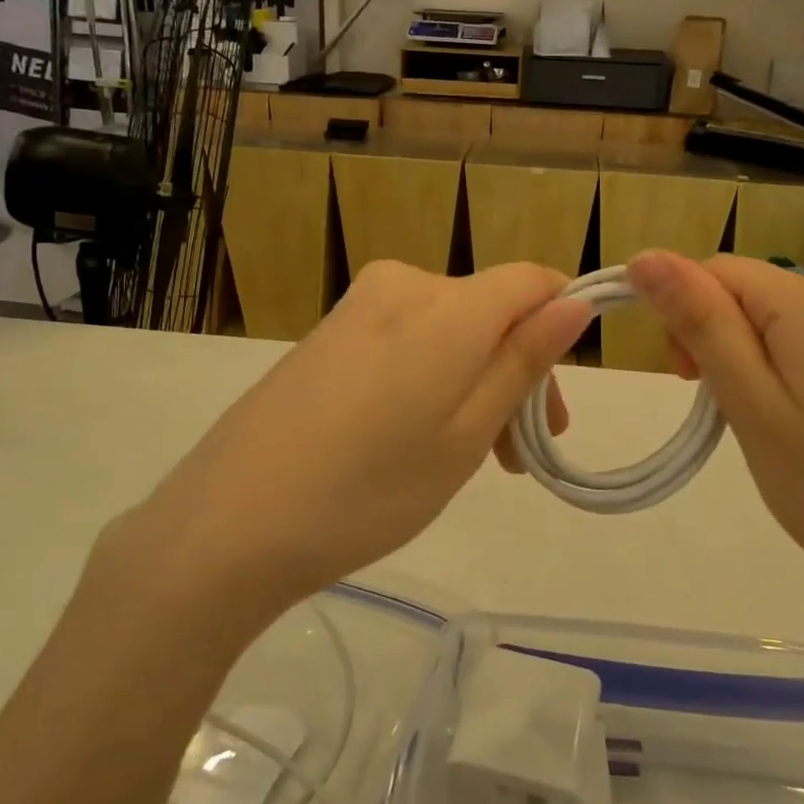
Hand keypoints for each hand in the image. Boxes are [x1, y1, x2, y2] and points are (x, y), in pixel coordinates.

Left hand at [122, 261, 591, 619]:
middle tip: (514, 458)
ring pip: (447, 329)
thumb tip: (575, 303)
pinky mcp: (326, 333)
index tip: (552, 406)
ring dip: (472, 381)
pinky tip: (408, 438)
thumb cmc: (369, 489)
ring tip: (464, 458)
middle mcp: (402, 284)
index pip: (532, 281)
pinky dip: (428, 378)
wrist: (228, 523)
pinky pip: (403, 339)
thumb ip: (523, 359)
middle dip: (515, 373)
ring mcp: (356, 306)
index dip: (559, 328)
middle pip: (489, 310)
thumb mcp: (466, 434)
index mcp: (447, 304)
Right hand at [627, 251, 803, 635]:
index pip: (717, 270)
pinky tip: (801, 422)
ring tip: (761, 424)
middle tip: (722, 409)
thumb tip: (646, 257)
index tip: (687, 380)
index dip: (684, 313)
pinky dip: (786, 368)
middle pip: (749, 290)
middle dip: (715, 336)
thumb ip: (700, 323)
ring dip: (748, 356)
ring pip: (778, 317)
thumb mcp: (750, 405)